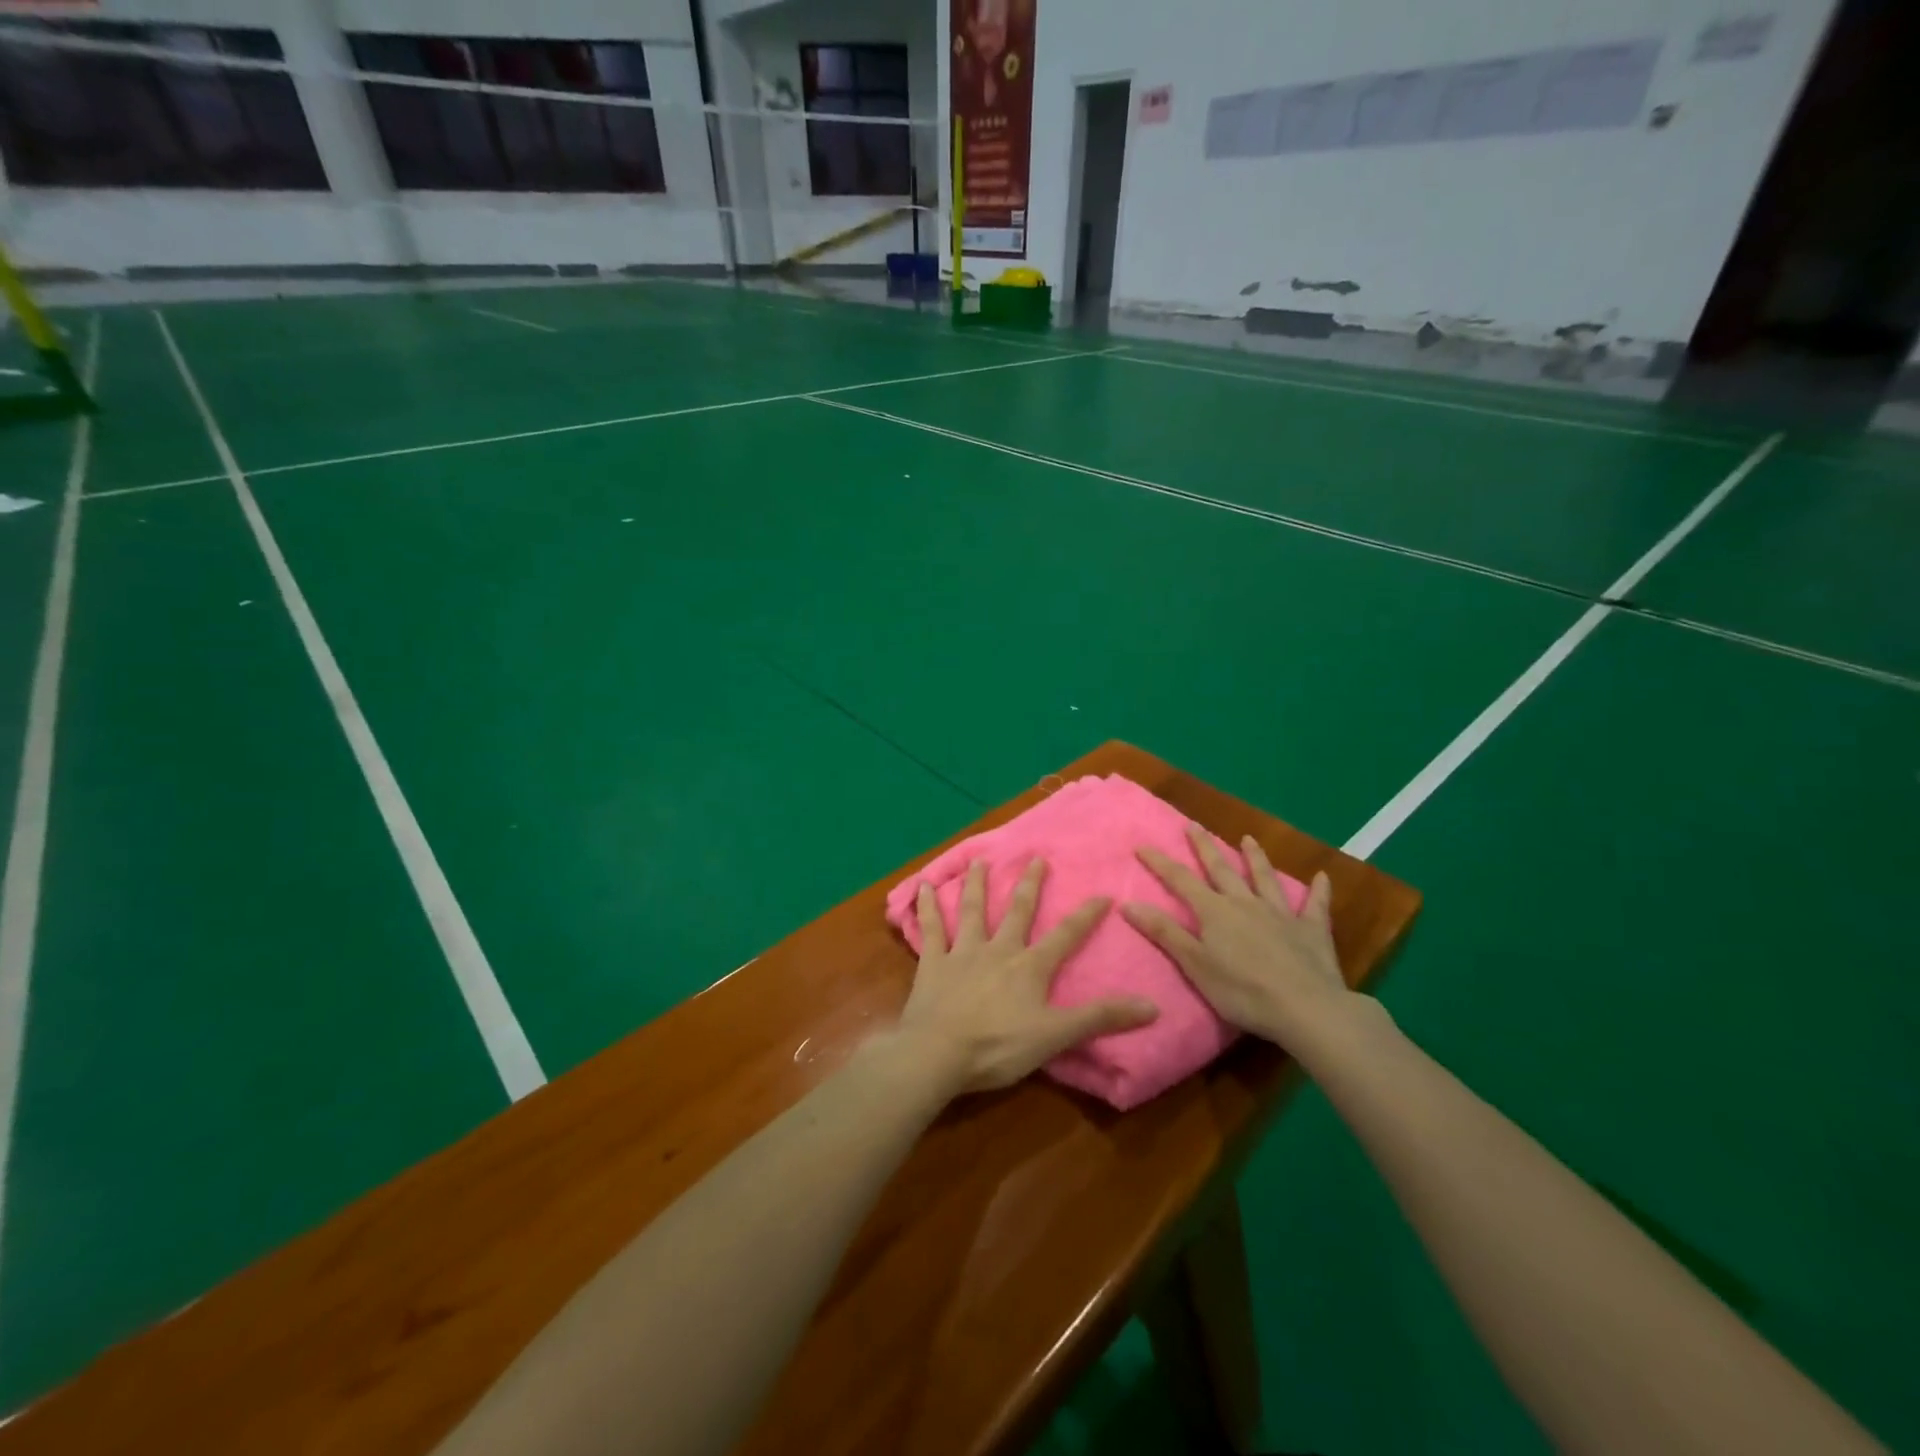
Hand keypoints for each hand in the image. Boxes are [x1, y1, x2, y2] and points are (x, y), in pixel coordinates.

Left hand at [898, 859, 1159, 1094]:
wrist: (938, 1053)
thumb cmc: (999, 1046)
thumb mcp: (1056, 1035)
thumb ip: (1100, 1018)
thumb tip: (1152, 1006)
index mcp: (1029, 967)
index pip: (1065, 936)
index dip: (1085, 916)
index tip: (1103, 894)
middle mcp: (998, 950)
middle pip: (1017, 912)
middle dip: (1029, 885)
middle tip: (1034, 858)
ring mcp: (962, 953)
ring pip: (972, 911)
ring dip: (977, 885)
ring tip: (980, 860)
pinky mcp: (932, 963)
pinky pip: (931, 929)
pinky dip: (926, 907)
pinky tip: (922, 886)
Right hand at [1121, 824, 1350, 1047]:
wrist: (1306, 1008)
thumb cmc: (1243, 991)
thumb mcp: (1195, 965)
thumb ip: (1164, 932)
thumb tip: (1128, 903)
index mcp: (1215, 912)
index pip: (1181, 881)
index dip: (1160, 863)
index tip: (1142, 844)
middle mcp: (1245, 903)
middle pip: (1221, 869)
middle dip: (1204, 847)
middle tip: (1193, 826)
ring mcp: (1280, 914)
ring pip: (1264, 878)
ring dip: (1255, 857)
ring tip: (1248, 838)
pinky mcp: (1311, 930)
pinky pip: (1315, 905)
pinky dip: (1318, 890)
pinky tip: (1322, 876)